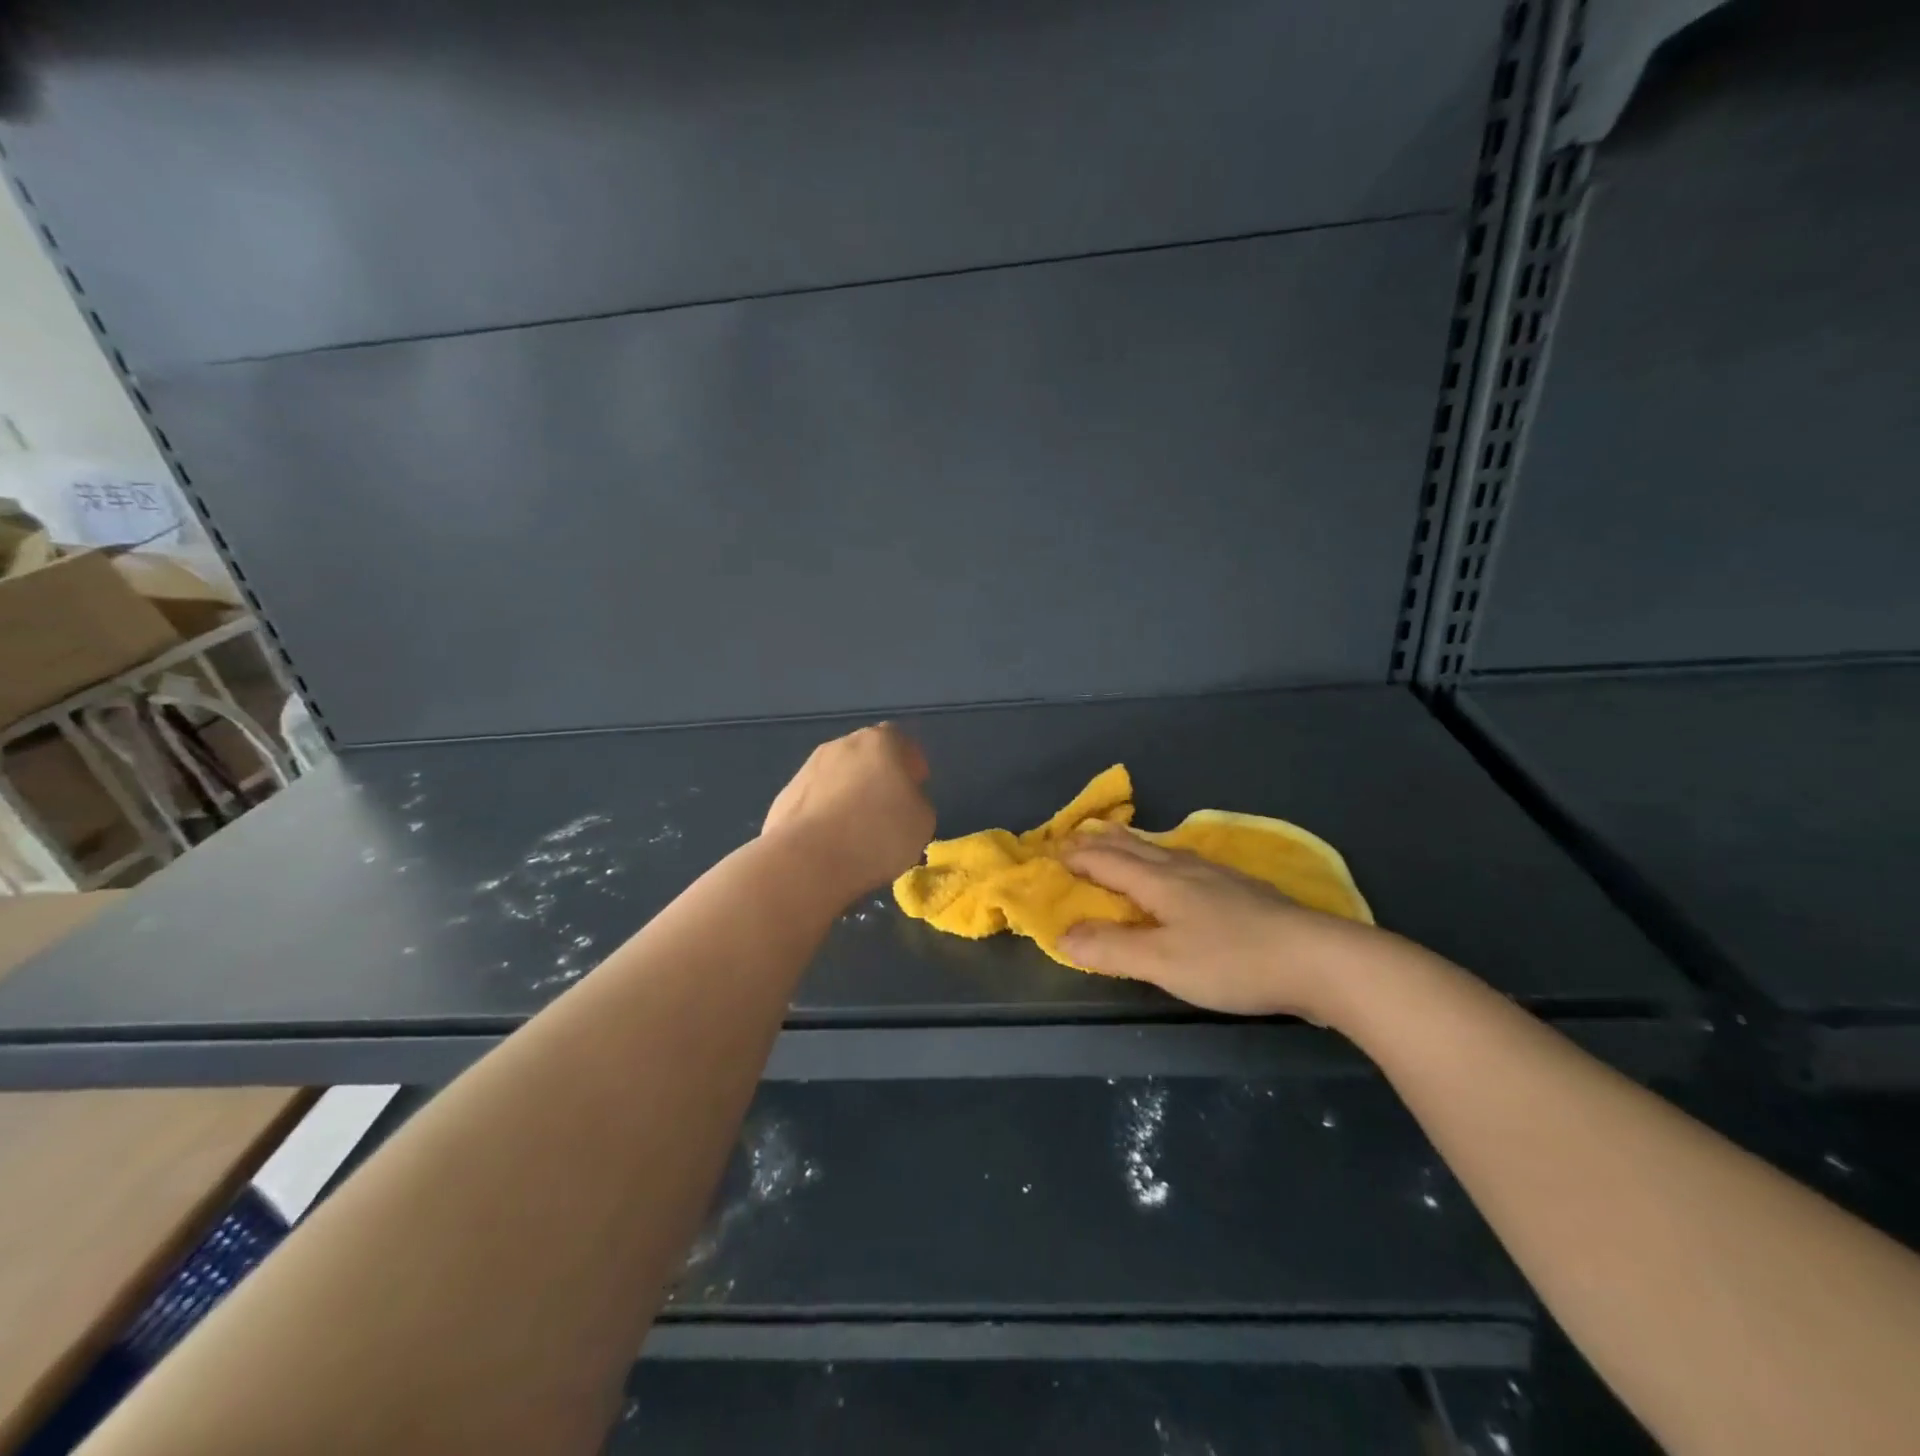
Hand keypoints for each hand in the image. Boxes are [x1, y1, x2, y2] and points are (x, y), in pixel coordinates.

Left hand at [763, 723, 935, 898]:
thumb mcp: (923, 820)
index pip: (901, 741)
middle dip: (877, 778)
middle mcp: (841, 745)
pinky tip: (829, 844)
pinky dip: (824, 816)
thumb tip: (901, 800)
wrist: (807, 860)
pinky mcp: (784, 797)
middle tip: (887, 811)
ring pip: (837, 778)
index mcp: (879, 742)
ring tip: (856, 834)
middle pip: (866, 756)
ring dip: (848, 796)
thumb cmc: (877, 834)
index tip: (915, 788)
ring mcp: (807, 769)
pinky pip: (815, 802)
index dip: (910, 764)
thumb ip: (916, 801)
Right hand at [1060, 828, 1385, 1018]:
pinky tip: (1181, 868)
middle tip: (1078, 835)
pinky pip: (1186, 862)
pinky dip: (1163, 858)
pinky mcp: (1242, 889)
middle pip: (1134, 848)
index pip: (1108, 862)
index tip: (1052, 851)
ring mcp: (1218, 876)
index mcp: (1160, 882)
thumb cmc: (1232, 961)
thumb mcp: (1164, 962)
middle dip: (1102, 842)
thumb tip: (1063, 935)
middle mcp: (1185, 869)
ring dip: (1132, 845)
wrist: (1318, 959)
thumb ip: (1112, 949)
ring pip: (1162, 851)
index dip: (1078, 856)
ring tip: (1121, 841)